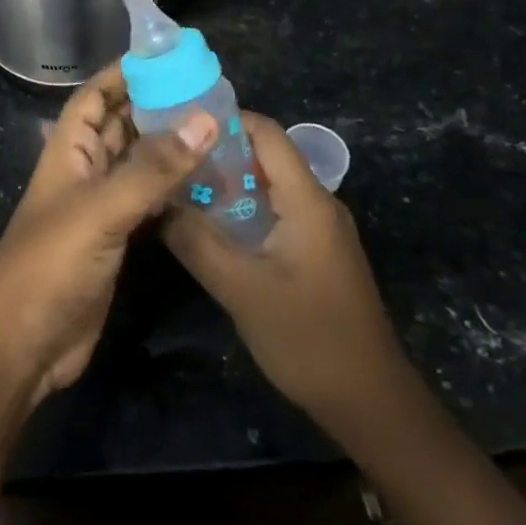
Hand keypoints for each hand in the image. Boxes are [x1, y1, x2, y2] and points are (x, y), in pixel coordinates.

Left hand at [0, 63, 212, 404]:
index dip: (123, 73)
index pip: (94, 96)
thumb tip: (204, 118)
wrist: (23, 344)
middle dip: (156, 105)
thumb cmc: (50, 265)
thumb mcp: (100, 211)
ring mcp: (99, 207)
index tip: (167, 57)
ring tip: (218, 130)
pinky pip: (148, 201)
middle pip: (120, 125)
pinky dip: (174, 189)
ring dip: (169, 147)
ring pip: (138, 163)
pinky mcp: (116, 240)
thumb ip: (151, 169)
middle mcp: (84, 170)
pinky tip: (208, 184)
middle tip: (208, 92)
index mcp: (68, 150)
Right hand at [162, 111, 412, 439]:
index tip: (177, 124)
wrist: (371, 405)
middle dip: (216, 152)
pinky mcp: (314, 252)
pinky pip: (273, 211)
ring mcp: (318, 229)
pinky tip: (209, 226)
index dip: (223, 119)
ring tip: (178, 188)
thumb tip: (154, 200)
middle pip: (264, 155)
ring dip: (225, 183)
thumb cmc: (308, 339)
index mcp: (307, 200)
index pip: (265, 132)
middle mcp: (317, 203)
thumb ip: (194, 240)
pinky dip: (240, 208)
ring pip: (266, 185)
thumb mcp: (240, 288)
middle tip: (169, 158)